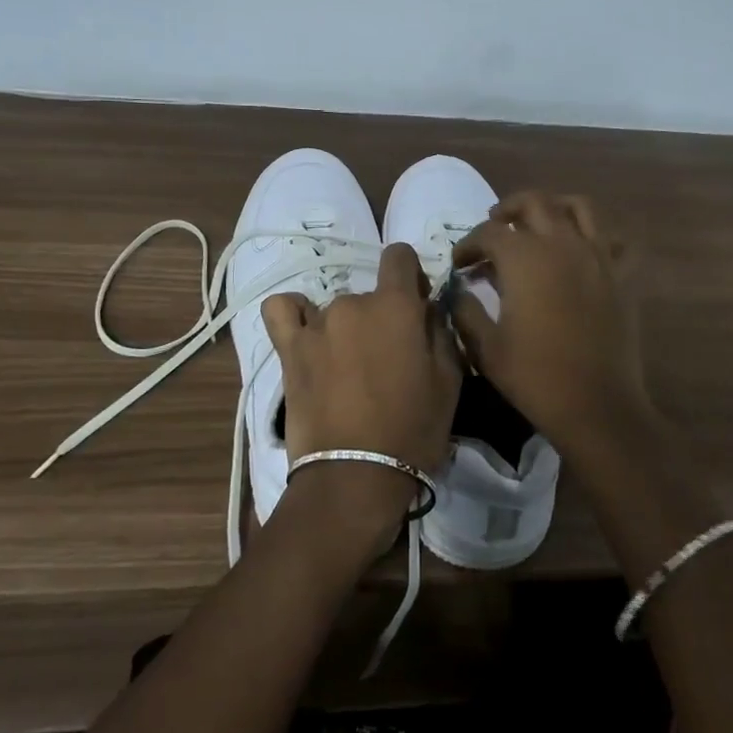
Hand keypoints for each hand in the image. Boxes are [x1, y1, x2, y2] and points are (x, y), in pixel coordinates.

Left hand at [262, 243, 461, 557]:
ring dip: (345, 329)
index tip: (416, 306)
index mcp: (396, 306)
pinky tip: (306, 334)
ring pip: (336, 310)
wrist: (355, 476)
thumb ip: (439, 331)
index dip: (411, 276)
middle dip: (381, 317)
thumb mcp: (449, 381)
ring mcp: (317, 324)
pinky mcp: (289, 349)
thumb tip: (428, 308)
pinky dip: (295, 315)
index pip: (400, 256)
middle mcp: (354, 302)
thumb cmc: (413, 431)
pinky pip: (283, 311)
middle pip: (370, 295)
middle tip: (387, 359)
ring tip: (348, 370)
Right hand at [451, 191, 655, 452]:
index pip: (488, 233)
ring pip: (579, 207)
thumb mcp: (485, 347)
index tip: (459, 263)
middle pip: (533, 203)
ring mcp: (598, 256)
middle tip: (494, 227)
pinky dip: (599, 236)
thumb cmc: (534, 377)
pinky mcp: (622, 276)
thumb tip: (458, 290)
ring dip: (554, 206)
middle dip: (507, 210)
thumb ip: (466, 310)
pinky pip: (616, 240)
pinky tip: (585, 249)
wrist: (596, 406)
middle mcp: (562, 244)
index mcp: (524, 259)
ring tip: (539, 223)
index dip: (468, 244)